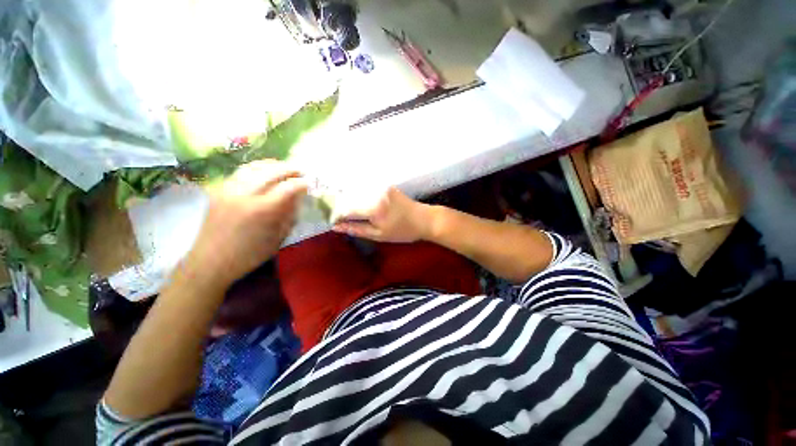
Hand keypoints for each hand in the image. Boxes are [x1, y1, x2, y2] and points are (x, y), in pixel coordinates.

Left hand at [186, 160, 307, 286]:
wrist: (210, 262)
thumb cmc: (249, 255)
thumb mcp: (277, 238)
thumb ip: (289, 215)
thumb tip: (297, 198)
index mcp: (262, 210)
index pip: (288, 187)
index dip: (302, 183)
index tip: (310, 183)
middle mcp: (244, 194)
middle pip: (271, 171)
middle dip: (289, 169)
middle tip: (301, 172)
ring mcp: (228, 189)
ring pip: (254, 167)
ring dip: (272, 165)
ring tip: (284, 168)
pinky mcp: (218, 190)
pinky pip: (241, 172)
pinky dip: (256, 169)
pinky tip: (264, 173)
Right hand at [331, 186, 430, 242]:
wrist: (424, 219)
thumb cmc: (403, 231)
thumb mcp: (379, 235)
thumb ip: (356, 229)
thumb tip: (336, 227)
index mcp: (374, 208)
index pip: (346, 209)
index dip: (337, 216)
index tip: (334, 223)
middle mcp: (375, 193)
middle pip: (348, 198)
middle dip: (341, 207)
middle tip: (340, 218)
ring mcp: (380, 186)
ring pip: (356, 192)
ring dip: (349, 201)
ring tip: (349, 213)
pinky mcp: (385, 184)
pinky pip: (366, 189)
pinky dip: (359, 196)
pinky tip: (360, 203)